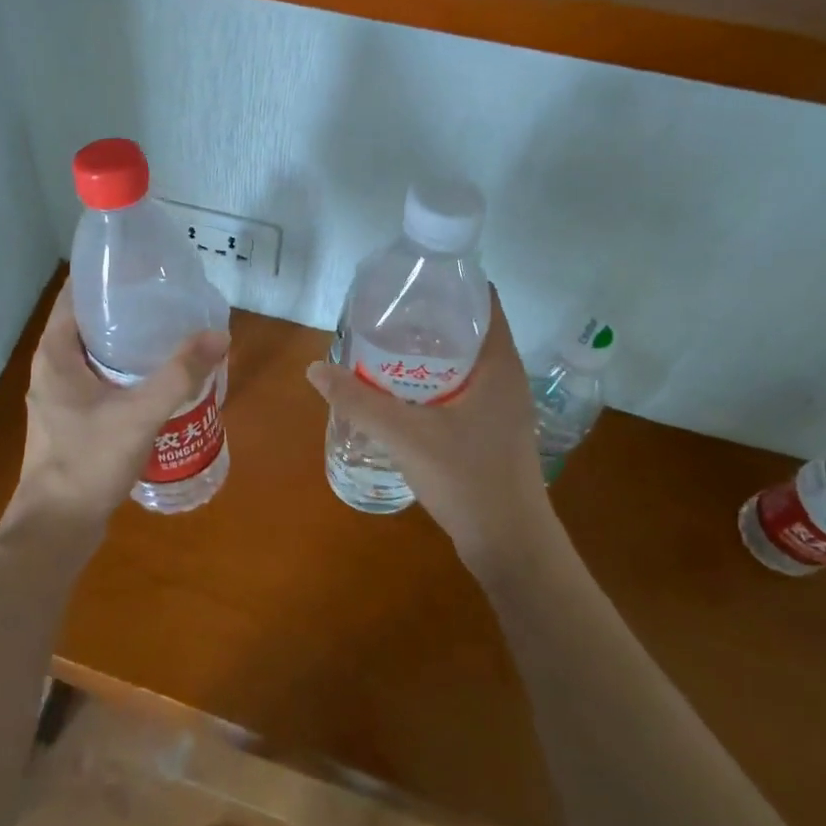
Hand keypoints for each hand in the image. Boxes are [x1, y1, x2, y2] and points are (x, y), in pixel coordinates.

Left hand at [9, 281, 228, 540]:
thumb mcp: (139, 414)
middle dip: (125, 306)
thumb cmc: (88, 462)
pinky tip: (157, 375)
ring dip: (127, 340)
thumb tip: (219, 335)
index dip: (106, 275)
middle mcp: (52, 367)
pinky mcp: (72, 419)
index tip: (143, 264)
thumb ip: (179, 374)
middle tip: (167, 296)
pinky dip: (125, 369)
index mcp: (55, 353)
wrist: (57, 528)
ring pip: (95, 353)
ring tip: (169, 328)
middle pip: (89, 321)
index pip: (76, 294)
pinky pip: (99, 379)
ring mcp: (60, 395)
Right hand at [305, 287, 551, 565]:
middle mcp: (506, 378)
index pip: (484, 300)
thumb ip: (358, 400)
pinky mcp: (492, 431)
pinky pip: (462, 388)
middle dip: (427, 317)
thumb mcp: (405, 435)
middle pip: (468, 328)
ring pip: (464, 361)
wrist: (510, 546)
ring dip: (428, 352)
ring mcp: (502, 407)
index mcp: (499, 364)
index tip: (409, 279)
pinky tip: (400, 391)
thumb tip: (314, 369)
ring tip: (383, 345)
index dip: (449, 282)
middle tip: (383, 312)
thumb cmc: (467, 479)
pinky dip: (433, 380)